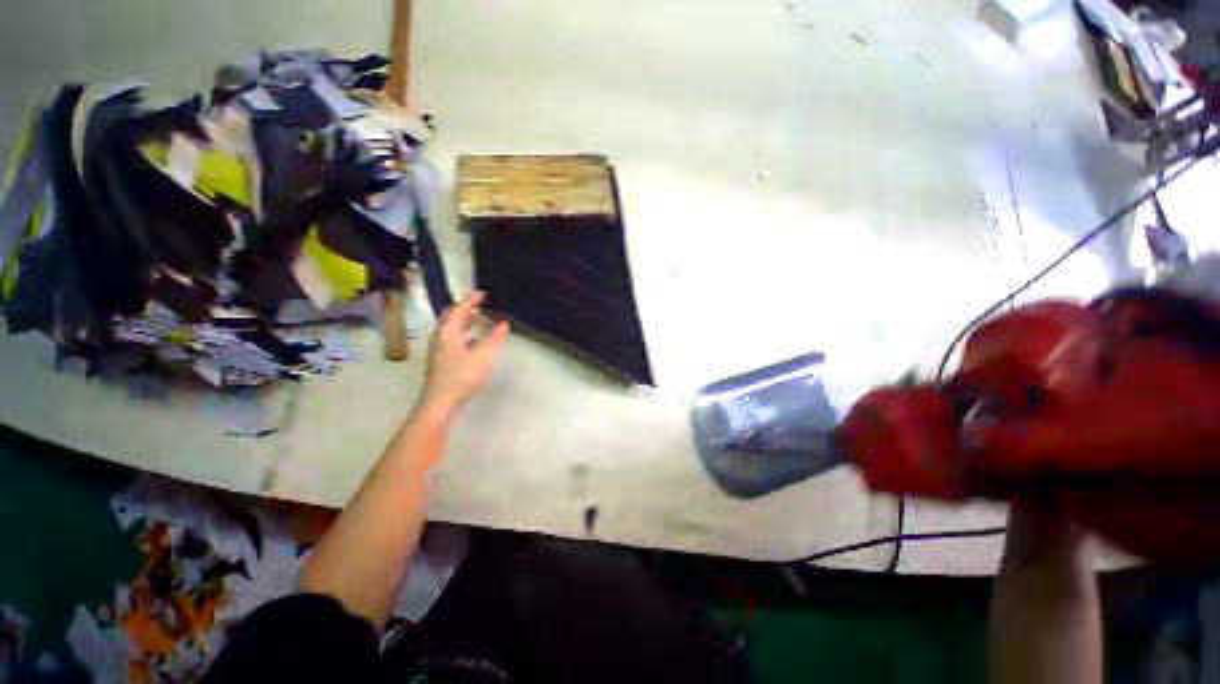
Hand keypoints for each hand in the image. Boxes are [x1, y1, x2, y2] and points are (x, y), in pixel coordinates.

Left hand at [420, 291, 509, 412]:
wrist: (440, 401)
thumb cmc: (461, 376)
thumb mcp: (483, 356)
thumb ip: (494, 338)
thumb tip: (503, 324)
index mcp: (448, 332)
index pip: (458, 310)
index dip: (470, 300)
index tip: (481, 293)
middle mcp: (440, 337)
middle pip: (452, 317)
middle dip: (466, 309)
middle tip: (480, 304)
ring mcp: (439, 348)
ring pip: (452, 328)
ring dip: (466, 321)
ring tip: (481, 320)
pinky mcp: (441, 358)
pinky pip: (453, 337)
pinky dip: (465, 333)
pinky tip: (475, 340)